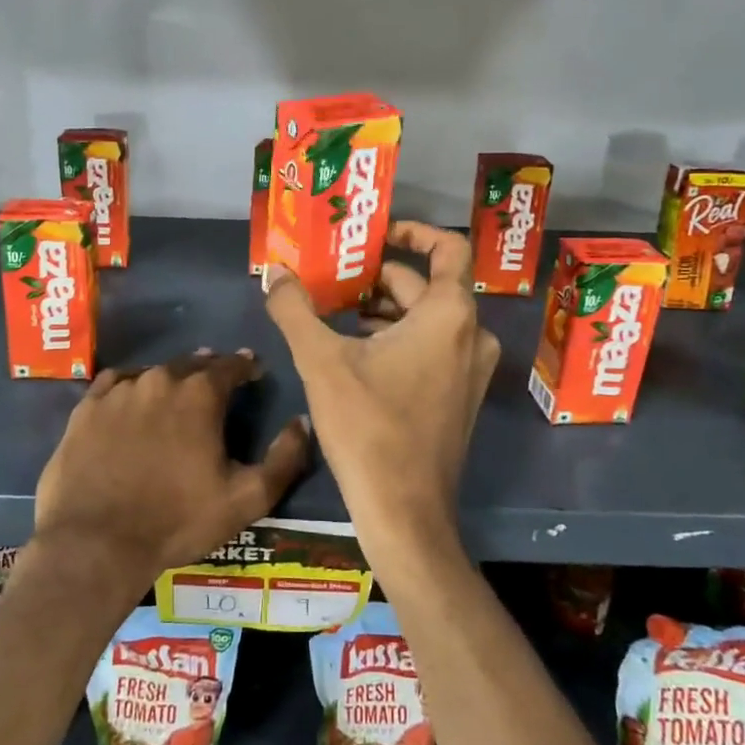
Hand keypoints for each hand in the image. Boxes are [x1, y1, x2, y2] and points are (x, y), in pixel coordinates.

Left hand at [31, 350, 311, 598]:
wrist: (96, 543)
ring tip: (176, 391)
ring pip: (153, 372)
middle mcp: (159, 380)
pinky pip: (115, 383)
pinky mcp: (86, 408)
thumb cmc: (178, 521)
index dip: (246, 366)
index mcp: (200, 394)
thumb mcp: (247, 498)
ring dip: (170, 378)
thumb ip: (284, 458)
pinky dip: (130, 386)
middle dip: (209, 369)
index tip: (253, 370)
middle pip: (191, 363)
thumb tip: (301, 422)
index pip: (231, 365)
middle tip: (217, 380)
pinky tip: (132, 398)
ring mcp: (118, 391)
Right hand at [264, 223, 499, 573]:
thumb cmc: (367, 427)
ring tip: (334, 314)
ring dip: (383, 310)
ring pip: (427, 318)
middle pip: (425, 285)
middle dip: (376, 279)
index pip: (447, 248)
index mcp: (449, 315)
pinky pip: (432, 347)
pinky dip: (397, 338)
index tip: (374, 234)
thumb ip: (294, 309)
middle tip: (331, 278)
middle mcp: (471, 334)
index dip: (413, 231)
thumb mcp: (321, 361)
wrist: (405, 513)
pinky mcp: (460, 396)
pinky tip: (355, 353)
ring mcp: (470, 369)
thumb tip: (273, 272)